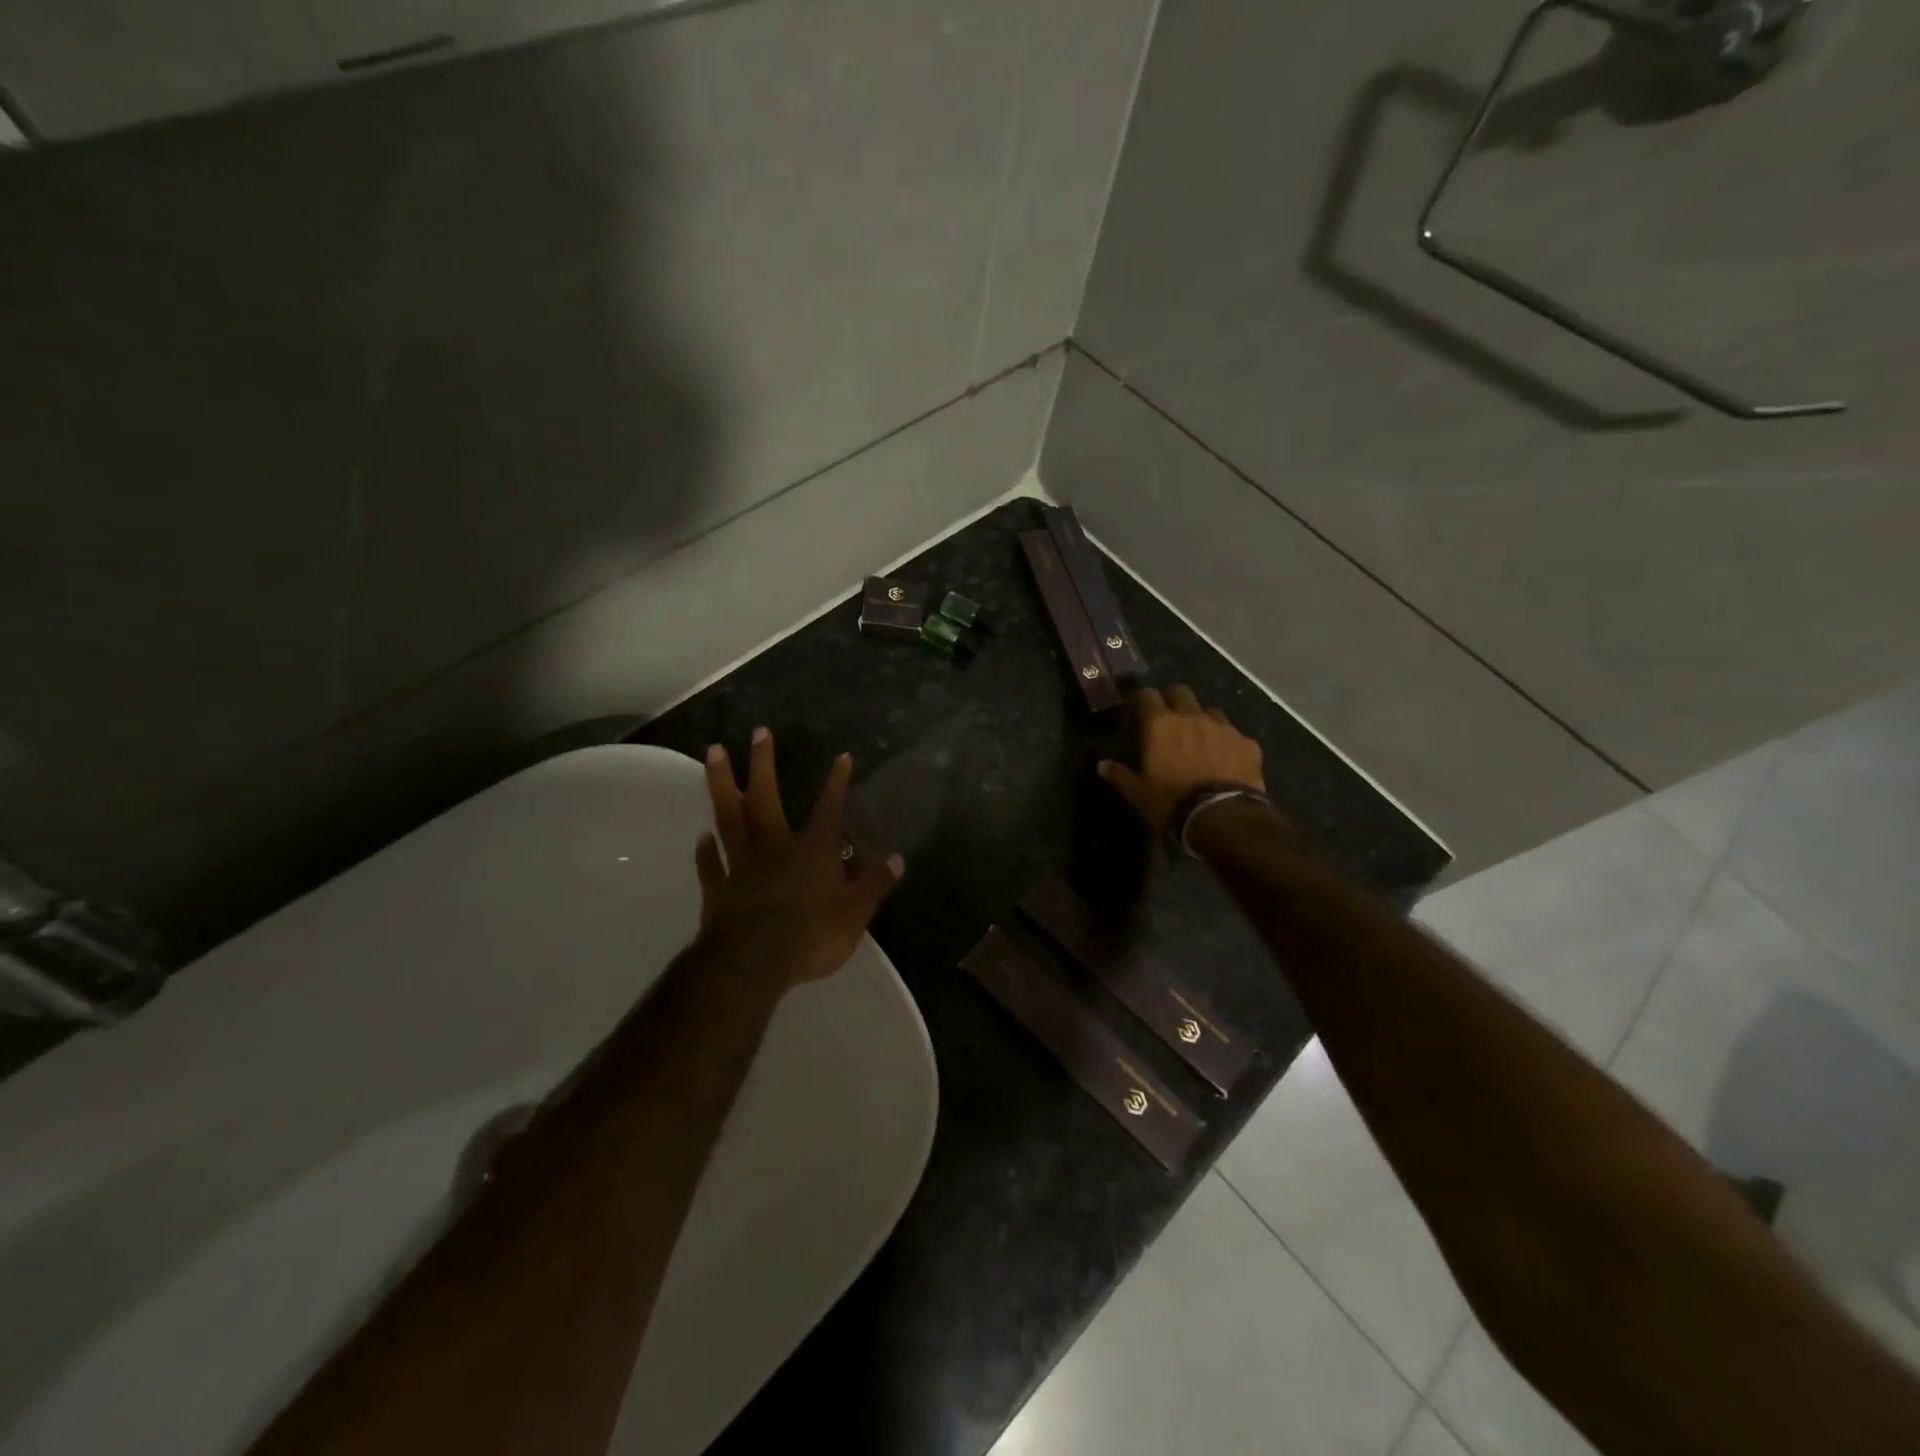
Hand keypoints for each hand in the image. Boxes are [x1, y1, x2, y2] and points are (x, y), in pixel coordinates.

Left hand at [697, 728, 903, 989]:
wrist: (753, 963)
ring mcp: (742, 867)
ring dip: (722, 785)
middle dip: (763, 764)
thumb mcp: (855, 914)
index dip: (837, 784)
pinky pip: (711, 866)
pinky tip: (701, 836)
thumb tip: (896, 859)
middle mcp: (775, 849)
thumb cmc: (811, 935)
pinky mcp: (718, 891)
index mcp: (812, 852)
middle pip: (765, 799)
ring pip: (730, 819)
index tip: (842, 757)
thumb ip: (873, 884)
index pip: (828, 809)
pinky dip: (705, 852)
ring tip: (714, 753)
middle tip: (758, 732)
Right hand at [1097, 686, 1265, 834]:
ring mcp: (1223, 727)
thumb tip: (1101, 765)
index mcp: (1160, 725)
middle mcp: (1191, 717)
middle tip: (1169, 720)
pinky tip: (1227, 760)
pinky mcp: (1248, 743)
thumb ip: (1120, 775)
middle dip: (1173, 701)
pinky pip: (1235, 735)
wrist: (1223, 817)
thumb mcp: (1138, 794)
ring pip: (1210, 711)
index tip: (1138, 709)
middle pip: (1180, 692)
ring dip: (1202, 720)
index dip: (1142, 699)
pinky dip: (1228, 743)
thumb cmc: (1172, 803)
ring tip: (1200, 740)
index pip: (1147, 695)